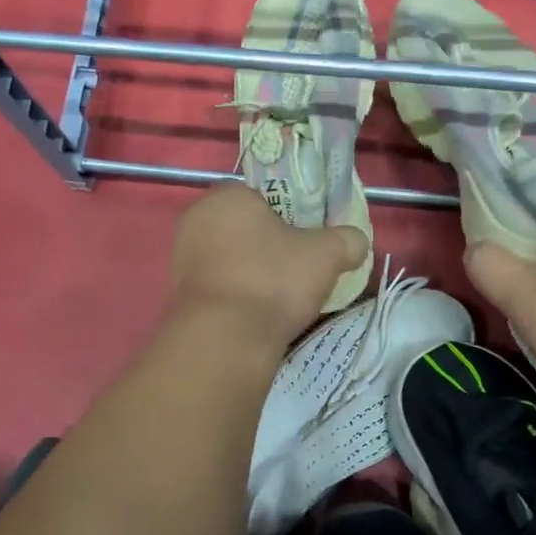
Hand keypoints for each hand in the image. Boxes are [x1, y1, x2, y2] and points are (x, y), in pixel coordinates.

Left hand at [168, 185, 368, 352]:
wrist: (226, 339)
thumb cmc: (274, 280)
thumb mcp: (327, 254)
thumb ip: (347, 240)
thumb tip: (357, 242)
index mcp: (227, 195)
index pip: (261, 196)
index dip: (287, 216)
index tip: (305, 241)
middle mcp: (196, 219)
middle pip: (244, 229)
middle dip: (269, 247)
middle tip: (297, 270)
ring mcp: (182, 258)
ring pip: (230, 259)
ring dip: (252, 274)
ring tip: (280, 299)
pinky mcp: (178, 295)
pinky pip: (219, 287)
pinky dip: (237, 297)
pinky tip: (258, 316)